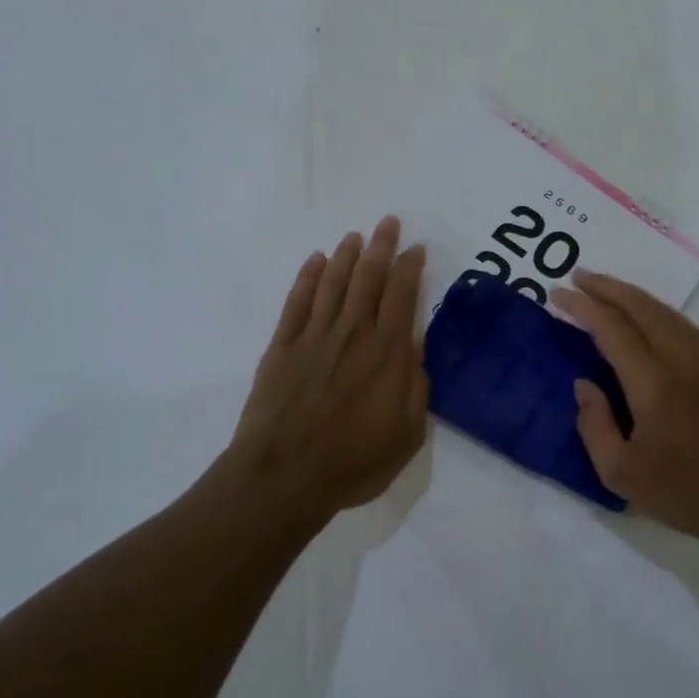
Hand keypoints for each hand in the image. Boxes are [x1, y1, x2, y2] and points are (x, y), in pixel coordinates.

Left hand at [229, 216, 428, 522]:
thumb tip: (415, 350)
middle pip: (368, 279)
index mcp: (387, 354)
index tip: (416, 248)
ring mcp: (314, 337)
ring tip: (354, 236)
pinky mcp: (282, 347)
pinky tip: (315, 261)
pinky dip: (307, 278)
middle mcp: (353, 334)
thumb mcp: (407, 434)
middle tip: (387, 222)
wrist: (283, 475)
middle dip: (380, 247)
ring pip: (333, 284)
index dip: (410, 268)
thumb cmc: (353, 461)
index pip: (402, 296)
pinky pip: (297, 301)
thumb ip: (416, 387)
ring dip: (345, 256)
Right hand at [551, 270, 698, 541]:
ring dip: (633, 294)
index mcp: (654, 387)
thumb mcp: (619, 473)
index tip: (556, 293)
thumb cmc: (682, 493)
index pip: (613, 330)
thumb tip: (584, 383)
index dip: (583, 307)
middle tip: (577, 275)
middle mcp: (681, 363)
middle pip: (642, 309)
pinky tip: (645, 313)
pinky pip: (683, 325)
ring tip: (605, 287)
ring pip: (666, 312)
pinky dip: (657, 309)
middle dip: (607, 287)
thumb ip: (594, 425)